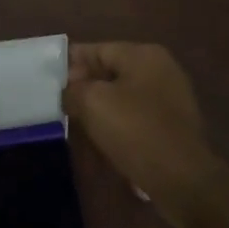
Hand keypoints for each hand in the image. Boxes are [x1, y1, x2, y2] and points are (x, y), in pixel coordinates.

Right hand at [64, 43, 218, 217]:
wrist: (181, 178)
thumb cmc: (135, 130)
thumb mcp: (92, 102)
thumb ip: (73, 89)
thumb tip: (69, 91)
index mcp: (144, 55)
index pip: (96, 49)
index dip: (69, 63)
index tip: (47, 81)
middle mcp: (161, 70)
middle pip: (110, 72)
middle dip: (84, 87)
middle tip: (58, 105)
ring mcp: (170, 99)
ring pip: (122, 96)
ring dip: (99, 108)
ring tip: (75, 124)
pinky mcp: (172, 126)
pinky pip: (135, 118)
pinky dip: (117, 125)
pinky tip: (100, 140)